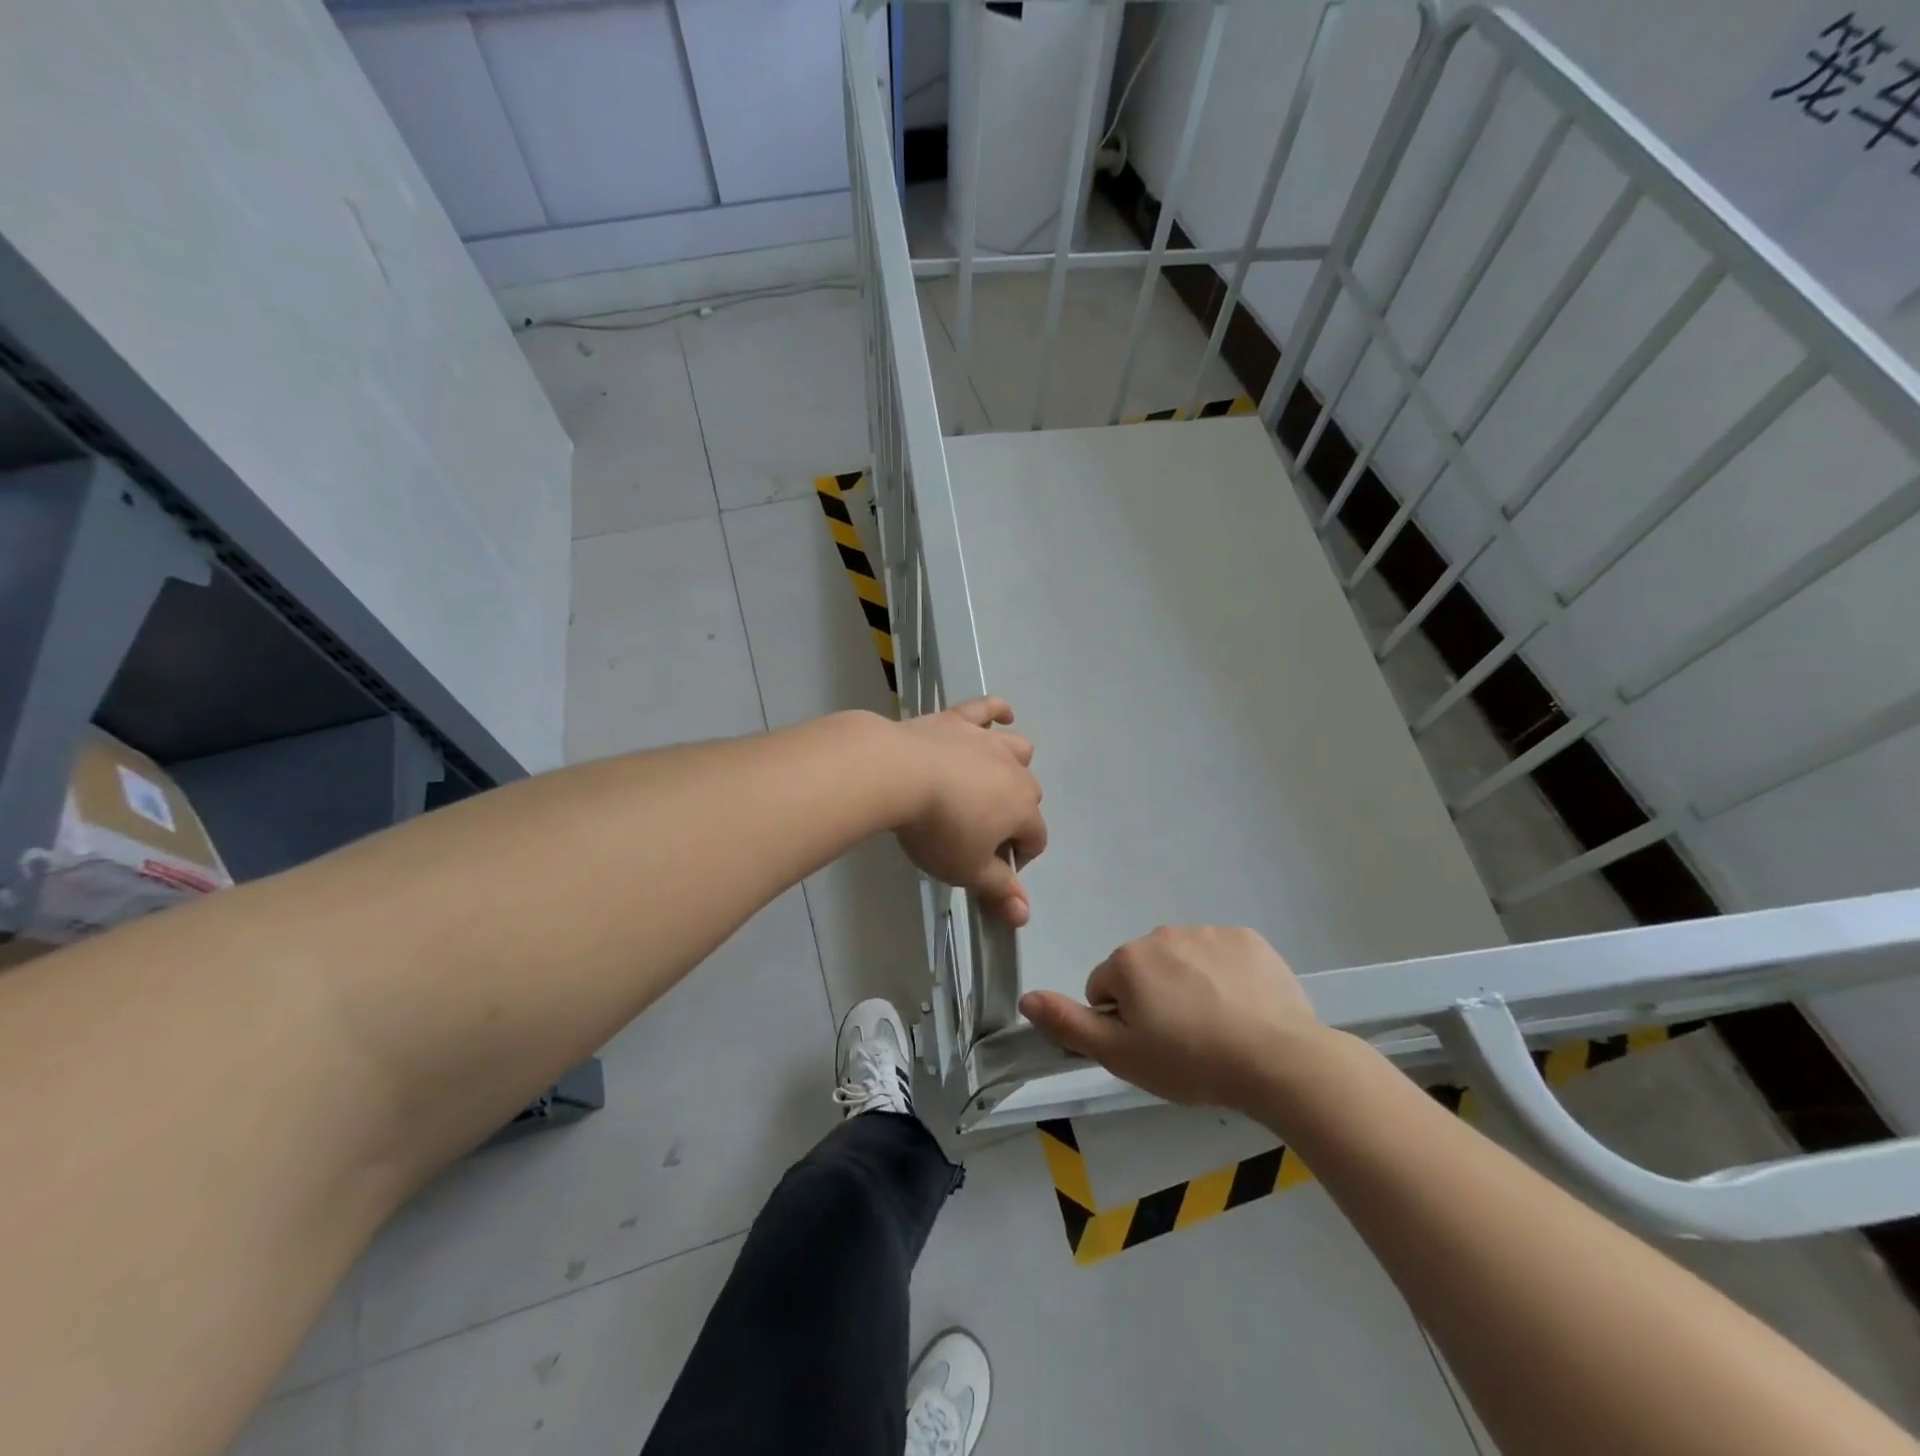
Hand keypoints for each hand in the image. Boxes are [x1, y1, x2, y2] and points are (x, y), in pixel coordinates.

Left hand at [892, 697, 1046, 924]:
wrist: (898, 774)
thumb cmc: (937, 829)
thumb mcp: (967, 869)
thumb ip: (998, 890)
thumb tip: (1024, 915)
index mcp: (1022, 810)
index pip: (1036, 838)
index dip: (1018, 858)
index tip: (990, 870)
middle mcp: (1014, 772)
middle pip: (1028, 795)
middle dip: (1014, 815)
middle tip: (978, 833)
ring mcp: (987, 741)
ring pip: (1018, 749)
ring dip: (1014, 765)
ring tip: (992, 781)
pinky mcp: (958, 720)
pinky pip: (986, 708)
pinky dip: (997, 711)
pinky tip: (1002, 715)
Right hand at [1019, 926, 1325, 1110]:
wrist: (1278, 1060)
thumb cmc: (1190, 1061)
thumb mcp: (1120, 1055)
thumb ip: (1068, 1024)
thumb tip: (1026, 998)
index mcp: (1129, 960)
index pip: (1104, 988)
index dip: (1121, 1022)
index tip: (1149, 1048)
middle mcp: (1163, 934)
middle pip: (1144, 971)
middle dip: (1154, 1000)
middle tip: (1182, 1042)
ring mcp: (1209, 933)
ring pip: (1182, 962)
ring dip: (1189, 987)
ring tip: (1216, 1030)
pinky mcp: (1248, 940)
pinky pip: (1222, 957)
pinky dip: (1225, 978)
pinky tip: (1243, 1010)